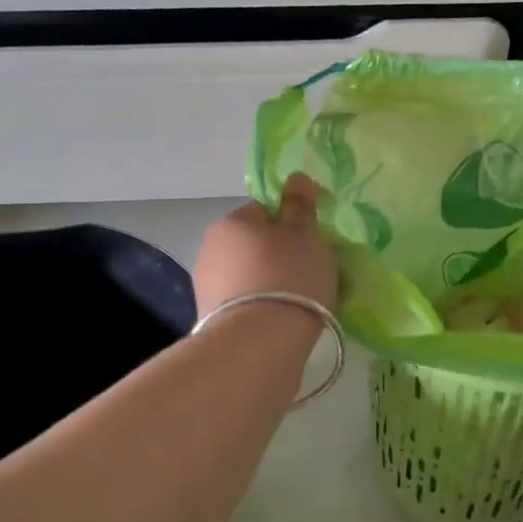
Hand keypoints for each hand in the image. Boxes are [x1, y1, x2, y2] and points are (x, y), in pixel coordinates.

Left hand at [193, 173, 338, 321]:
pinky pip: (248, 305)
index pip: (264, 211)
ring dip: (274, 285)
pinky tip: (286, 324)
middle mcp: (211, 249)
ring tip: (305, 305)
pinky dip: (266, 310)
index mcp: (232, 222)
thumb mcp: (304, 233)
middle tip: (315, 276)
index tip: (312, 246)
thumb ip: (300, 205)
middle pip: (257, 246)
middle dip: (282, 257)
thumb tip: (296, 177)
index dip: (291, 226)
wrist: (258, 344)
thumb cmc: (288, 276)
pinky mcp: (212, 321)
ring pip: (252, 277)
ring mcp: (207, 288)